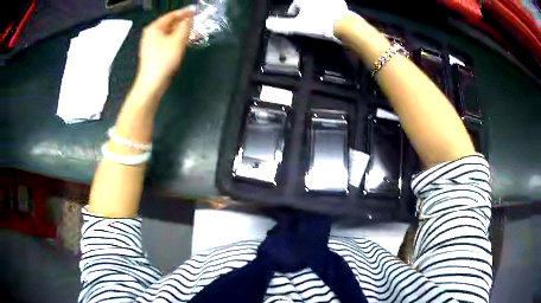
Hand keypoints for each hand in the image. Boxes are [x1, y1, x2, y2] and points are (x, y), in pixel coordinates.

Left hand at [137, 6, 195, 88]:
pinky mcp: (154, 53)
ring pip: (169, 33)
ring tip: (195, 32)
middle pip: (170, 24)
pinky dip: (177, 40)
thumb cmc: (164, 59)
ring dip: (182, 32)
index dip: (185, 13)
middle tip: (197, 22)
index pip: (171, 15)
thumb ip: (186, 26)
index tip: (197, 12)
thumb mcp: (178, 40)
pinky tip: (186, 42)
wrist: (152, 83)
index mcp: (154, 28)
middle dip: (184, 23)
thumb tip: (190, 18)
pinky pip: (167, 42)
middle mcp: (151, 34)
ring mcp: (151, 44)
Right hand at [265, 0, 354, 41]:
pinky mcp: (340, 2)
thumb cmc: (320, 23)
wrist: (344, 25)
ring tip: (318, 19)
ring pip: (319, 4)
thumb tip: (268, 24)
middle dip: (305, 10)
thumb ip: (282, 25)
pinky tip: (329, 18)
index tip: (295, 18)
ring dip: (317, 9)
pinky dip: (329, 10)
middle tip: (307, 20)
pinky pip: (331, 5)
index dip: (294, 11)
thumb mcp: (298, 26)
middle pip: (306, 2)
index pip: (295, 4)